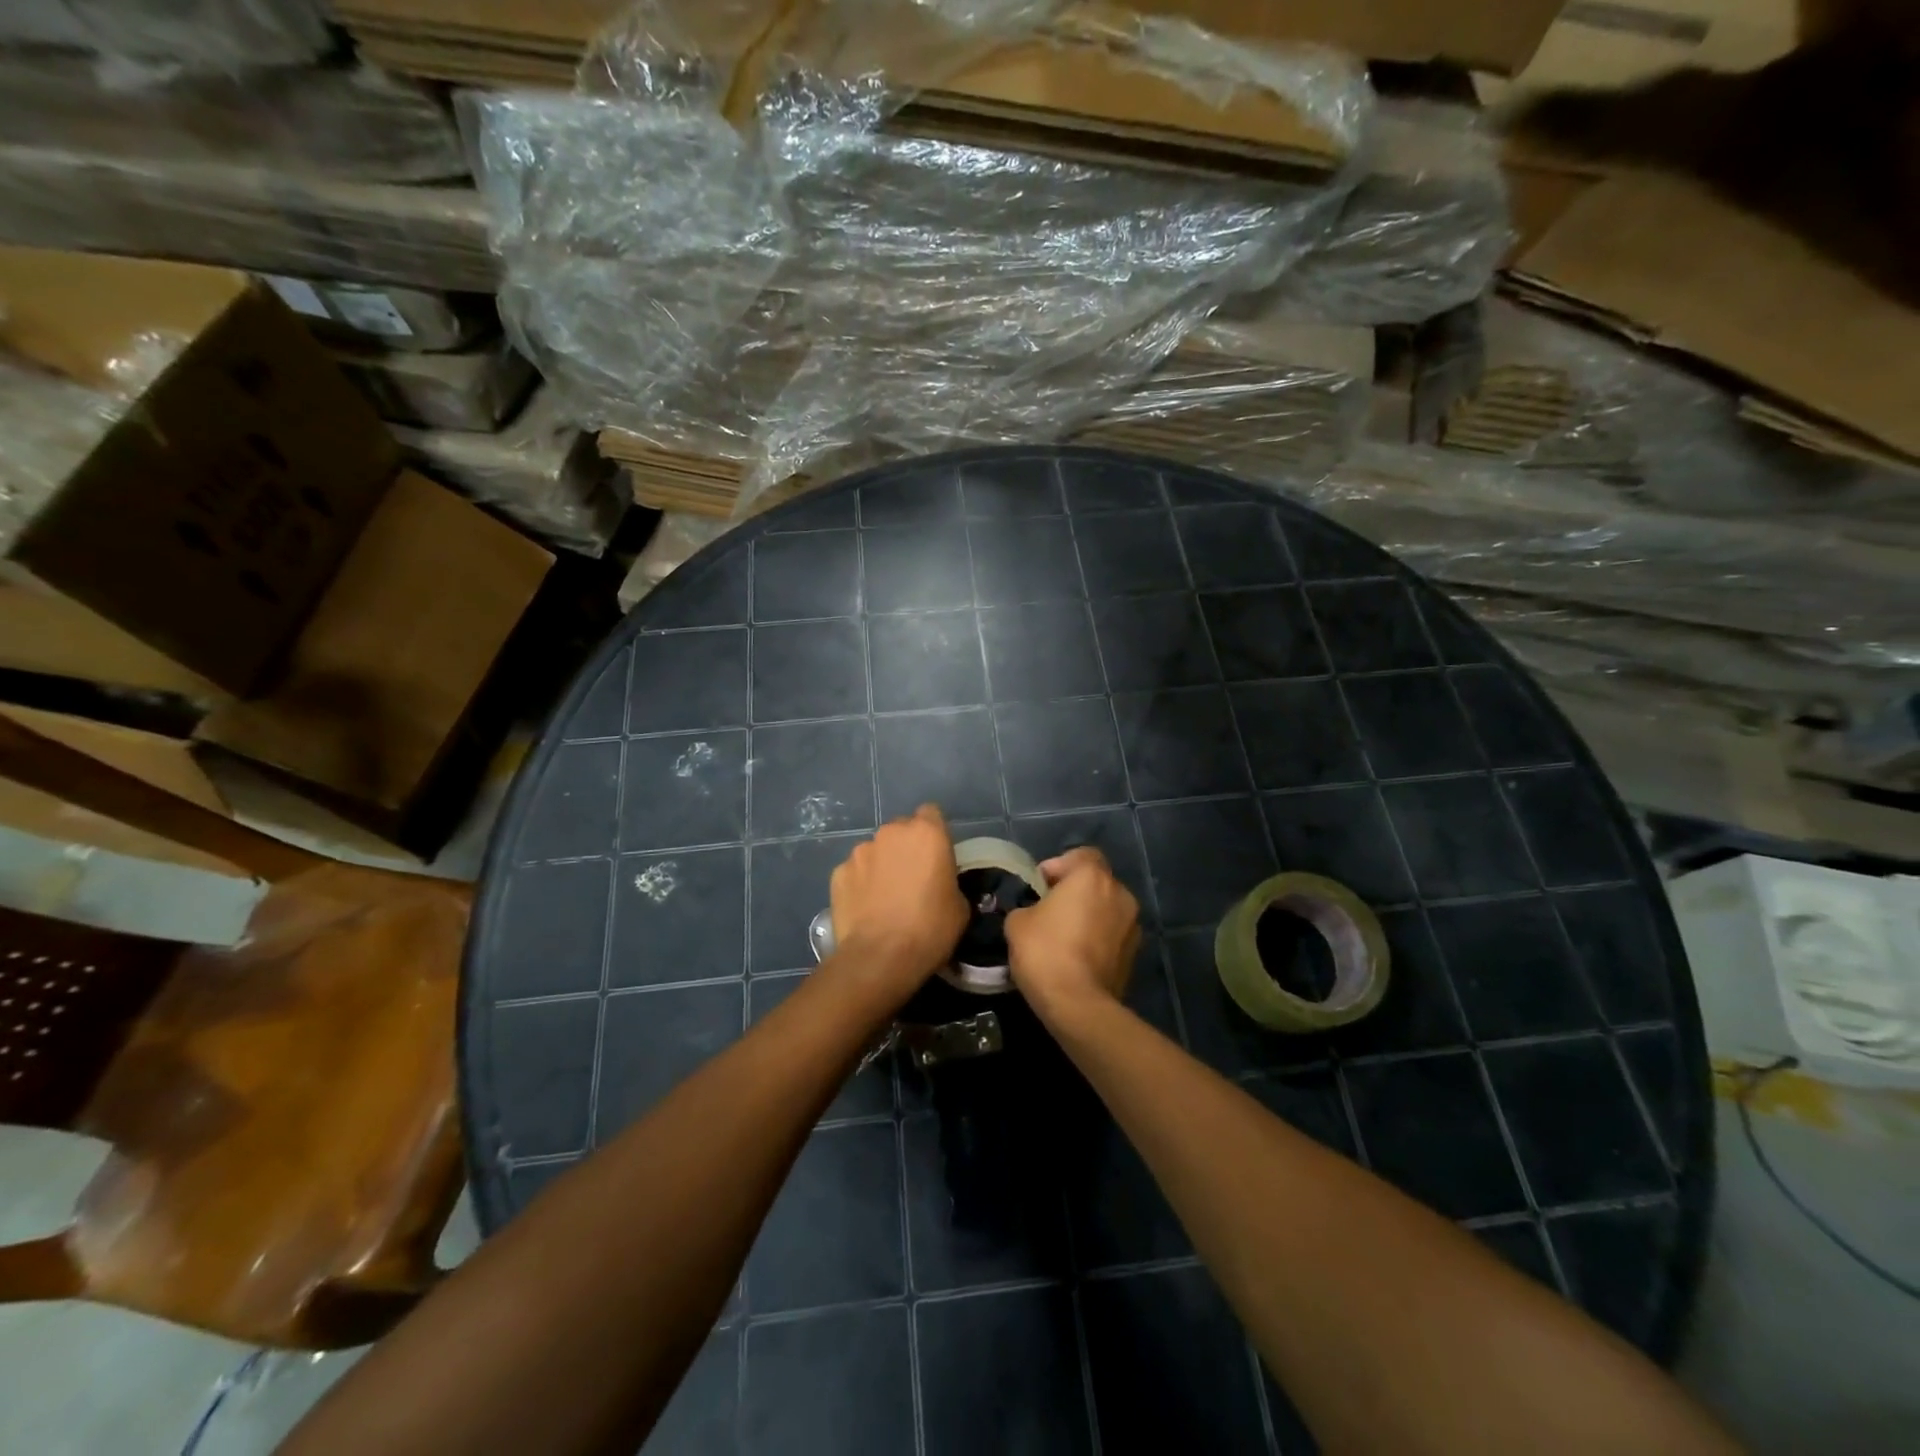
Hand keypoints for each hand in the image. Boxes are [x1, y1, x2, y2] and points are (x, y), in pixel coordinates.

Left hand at [828, 805, 967, 1003]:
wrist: (880, 957)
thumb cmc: (930, 929)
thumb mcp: (960, 906)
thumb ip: (949, 882)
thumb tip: (941, 884)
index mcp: (926, 833)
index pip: (931, 813)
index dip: (934, 833)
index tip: (937, 856)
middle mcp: (891, 832)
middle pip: (901, 830)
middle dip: (906, 848)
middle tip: (913, 879)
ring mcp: (860, 851)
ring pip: (876, 850)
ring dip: (882, 865)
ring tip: (885, 897)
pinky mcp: (838, 872)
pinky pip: (855, 872)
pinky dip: (861, 884)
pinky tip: (865, 908)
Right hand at [1004, 847, 1139, 1024]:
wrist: (1078, 1005)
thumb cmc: (1045, 952)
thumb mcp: (1017, 922)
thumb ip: (1027, 906)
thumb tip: (1034, 912)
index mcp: (1092, 877)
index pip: (1080, 855)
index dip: (1058, 866)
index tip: (1039, 886)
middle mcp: (1119, 893)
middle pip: (1095, 882)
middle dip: (1074, 891)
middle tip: (1049, 910)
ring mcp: (1132, 924)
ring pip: (1106, 908)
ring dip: (1089, 915)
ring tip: (1063, 937)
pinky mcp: (1134, 953)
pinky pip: (1112, 934)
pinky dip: (1097, 938)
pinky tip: (1076, 957)